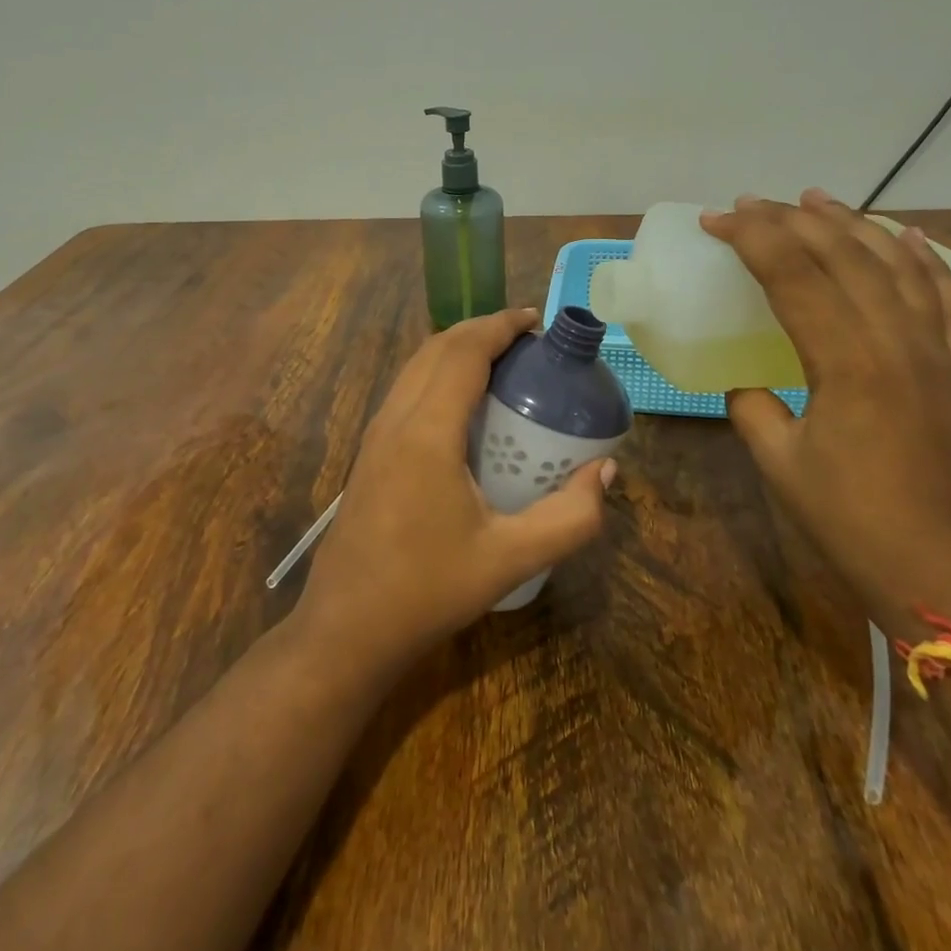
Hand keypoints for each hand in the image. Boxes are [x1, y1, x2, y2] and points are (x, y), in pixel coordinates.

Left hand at [295, 308, 614, 676]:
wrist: (345, 630)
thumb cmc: (427, 591)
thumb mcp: (509, 560)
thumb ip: (569, 518)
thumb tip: (605, 473)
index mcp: (427, 433)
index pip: (463, 352)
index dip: (499, 326)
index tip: (535, 320)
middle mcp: (395, 420)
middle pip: (436, 348)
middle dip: (480, 329)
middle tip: (526, 339)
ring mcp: (374, 436)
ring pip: (415, 367)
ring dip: (456, 349)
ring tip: (500, 360)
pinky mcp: (368, 453)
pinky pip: (405, 390)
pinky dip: (437, 373)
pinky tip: (463, 404)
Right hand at [700, 190, 950, 630]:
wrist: (950, 574)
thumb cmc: (854, 523)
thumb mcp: (780, 464)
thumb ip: (753, 409)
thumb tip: (746, 384)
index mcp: (848, 362)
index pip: (795, 275)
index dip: (752, 239)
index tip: (716, 219)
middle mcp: (897, 340)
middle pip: (844, 255)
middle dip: (792, 220)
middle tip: (751, 203)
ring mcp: (935, 351)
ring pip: (895, 264)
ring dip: (853, 224)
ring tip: (817, 198)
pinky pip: (945, 297)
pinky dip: (924, 260)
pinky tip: (907, 235)